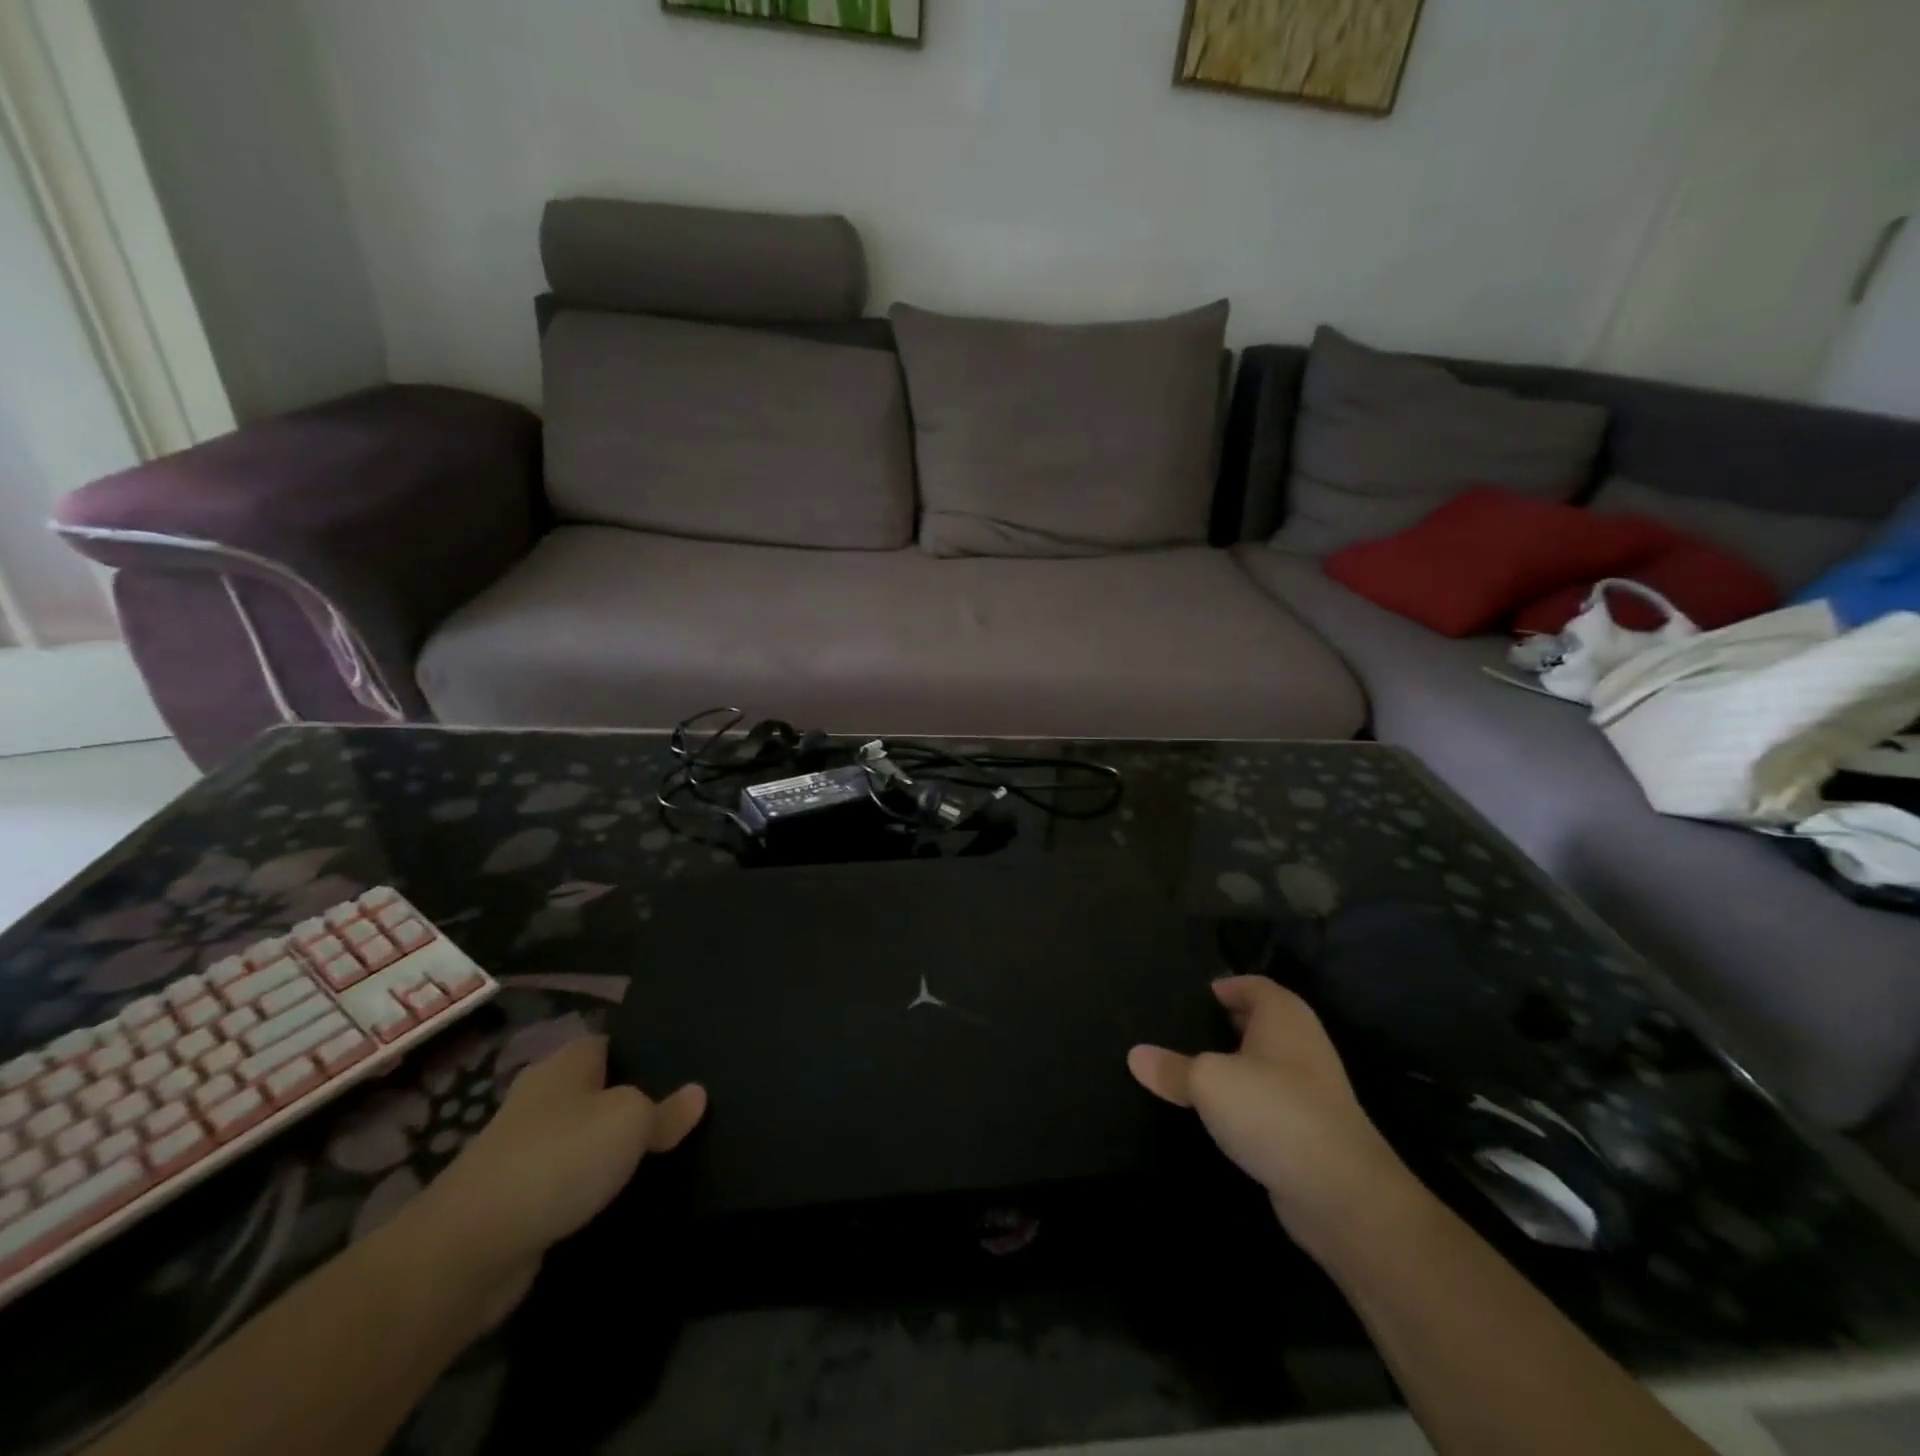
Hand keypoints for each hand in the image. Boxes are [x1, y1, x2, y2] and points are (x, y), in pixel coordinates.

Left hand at [402, 1036, 705, 1328]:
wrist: (469, 1251)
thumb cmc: (558, 1159)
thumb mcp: (630, 1122)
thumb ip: (666, 1110)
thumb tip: (697, 1094)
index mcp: (565, 1064)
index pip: (610, 1041)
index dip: (644, 1051)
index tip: (682, 1067)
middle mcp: (541, 1098)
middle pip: (597, 1089)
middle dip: (631, 1101)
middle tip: (681, 1113)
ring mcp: (521, 1150)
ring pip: (581, 1138)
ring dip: (609, 1149)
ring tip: (660, 1156)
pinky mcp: (513, 1199)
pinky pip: (566, 1181)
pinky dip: (588, 1188)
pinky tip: (620, 1199)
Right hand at [1129, 976, 1412, 1247]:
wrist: (1341, 1194)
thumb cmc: (1273, 1111)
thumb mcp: (1208, 1082)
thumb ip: (1171, 1068)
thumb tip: (1135, 1056)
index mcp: (1283, 1014)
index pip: (1249, 984)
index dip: (1219, 987)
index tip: (1184, 998)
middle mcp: (1300, 1043)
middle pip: (1255, 1022)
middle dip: (1219, 1025)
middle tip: (1174, 1031)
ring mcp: (1309, 1088)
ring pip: (1259, 1064)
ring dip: (1229, 1066)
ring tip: (1183, 1070)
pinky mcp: (1307, 1128)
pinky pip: (1265, 1101)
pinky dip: (1241, 1101)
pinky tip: (1212, 1114)